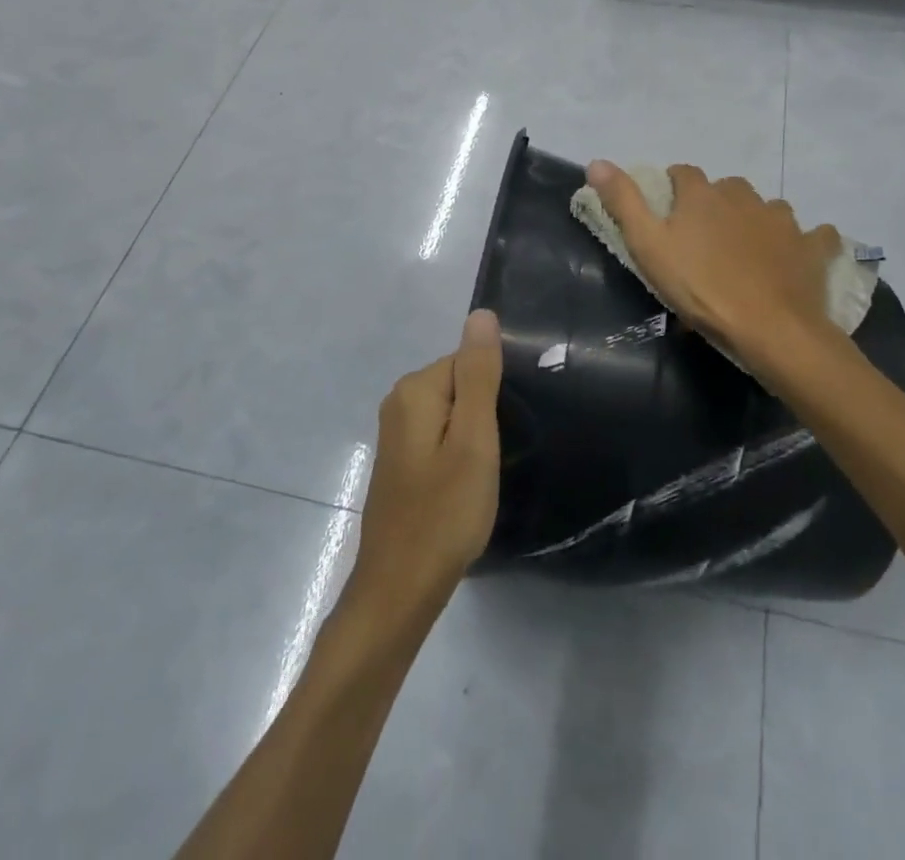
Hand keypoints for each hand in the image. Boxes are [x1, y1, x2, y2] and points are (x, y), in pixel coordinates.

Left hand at [346, 310, 503, 628]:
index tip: (508, 431)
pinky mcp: (400, 461)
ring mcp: (396, 433)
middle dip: (486, 412)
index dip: (496, 393)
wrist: (399, 589)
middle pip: (460, 384)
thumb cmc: (444, 512)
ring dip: (474, 436)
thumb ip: (479, 374)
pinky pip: (440, 437)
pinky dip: (459, 453)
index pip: (469, 361)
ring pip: (452, 413)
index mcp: (415, 389)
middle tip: (500, 456)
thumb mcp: (474, 439)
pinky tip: (468, 485)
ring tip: (488, 472)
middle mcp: (398, 402)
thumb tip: (481, 314)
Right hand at [585, 160, 841, 380]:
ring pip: (767, 208)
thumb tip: (596, 161)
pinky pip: (814, 235)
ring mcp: (782, 220)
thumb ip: (623, 202)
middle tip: (705, 238)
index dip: (674, 187)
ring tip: (747, 251)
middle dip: (715, 204)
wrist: (770, 328)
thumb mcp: (648, 247)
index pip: (684, 173)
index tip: (668, 210)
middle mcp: (744, 196)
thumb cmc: (701, 288)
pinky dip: (807, 241)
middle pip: (727, 188)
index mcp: (703, 195)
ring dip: (756, 220)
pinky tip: (800, 254)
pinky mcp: (811, 247)